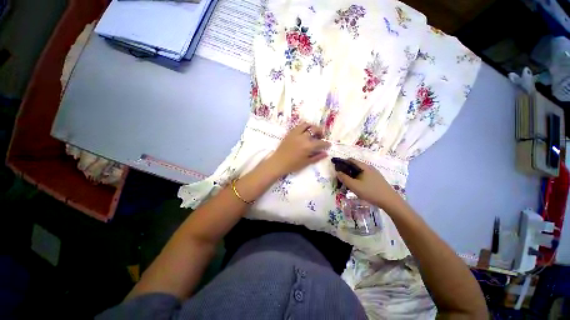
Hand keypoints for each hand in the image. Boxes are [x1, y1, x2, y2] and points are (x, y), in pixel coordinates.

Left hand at [266, 122, 330, 175]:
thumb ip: (317, 157)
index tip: (328, 144)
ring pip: (306, 124)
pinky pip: (298, 126)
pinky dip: (303, 127)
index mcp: (308, 146)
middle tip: (321, 136)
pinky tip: (304, 132)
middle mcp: (303, 137)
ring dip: (312, 127)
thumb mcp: (306, 163)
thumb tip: (326, 153)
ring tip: (313, 132)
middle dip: (320, 132)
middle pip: (315, 129)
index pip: (321, 142)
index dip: (326, 143)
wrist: (278, 162)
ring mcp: (295, 133)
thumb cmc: (293, 165)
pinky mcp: (290, 133)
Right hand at [336, 158, 403, 211]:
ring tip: (348, 182)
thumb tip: (337, 172)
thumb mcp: (354, 186)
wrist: (390, 201)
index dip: (342, 162)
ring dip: (352, 174)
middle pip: (355, 165)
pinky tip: (358, 185)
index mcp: (364, 167)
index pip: (350, 160)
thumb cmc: (370, 192)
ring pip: (360, 170)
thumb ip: (344, 178)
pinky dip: (358, 177)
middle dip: (347, 169)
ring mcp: (374, 173)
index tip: (336, 168)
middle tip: (341, 177)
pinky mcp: (377, 178)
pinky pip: (364, 175)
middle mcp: (369, 167)